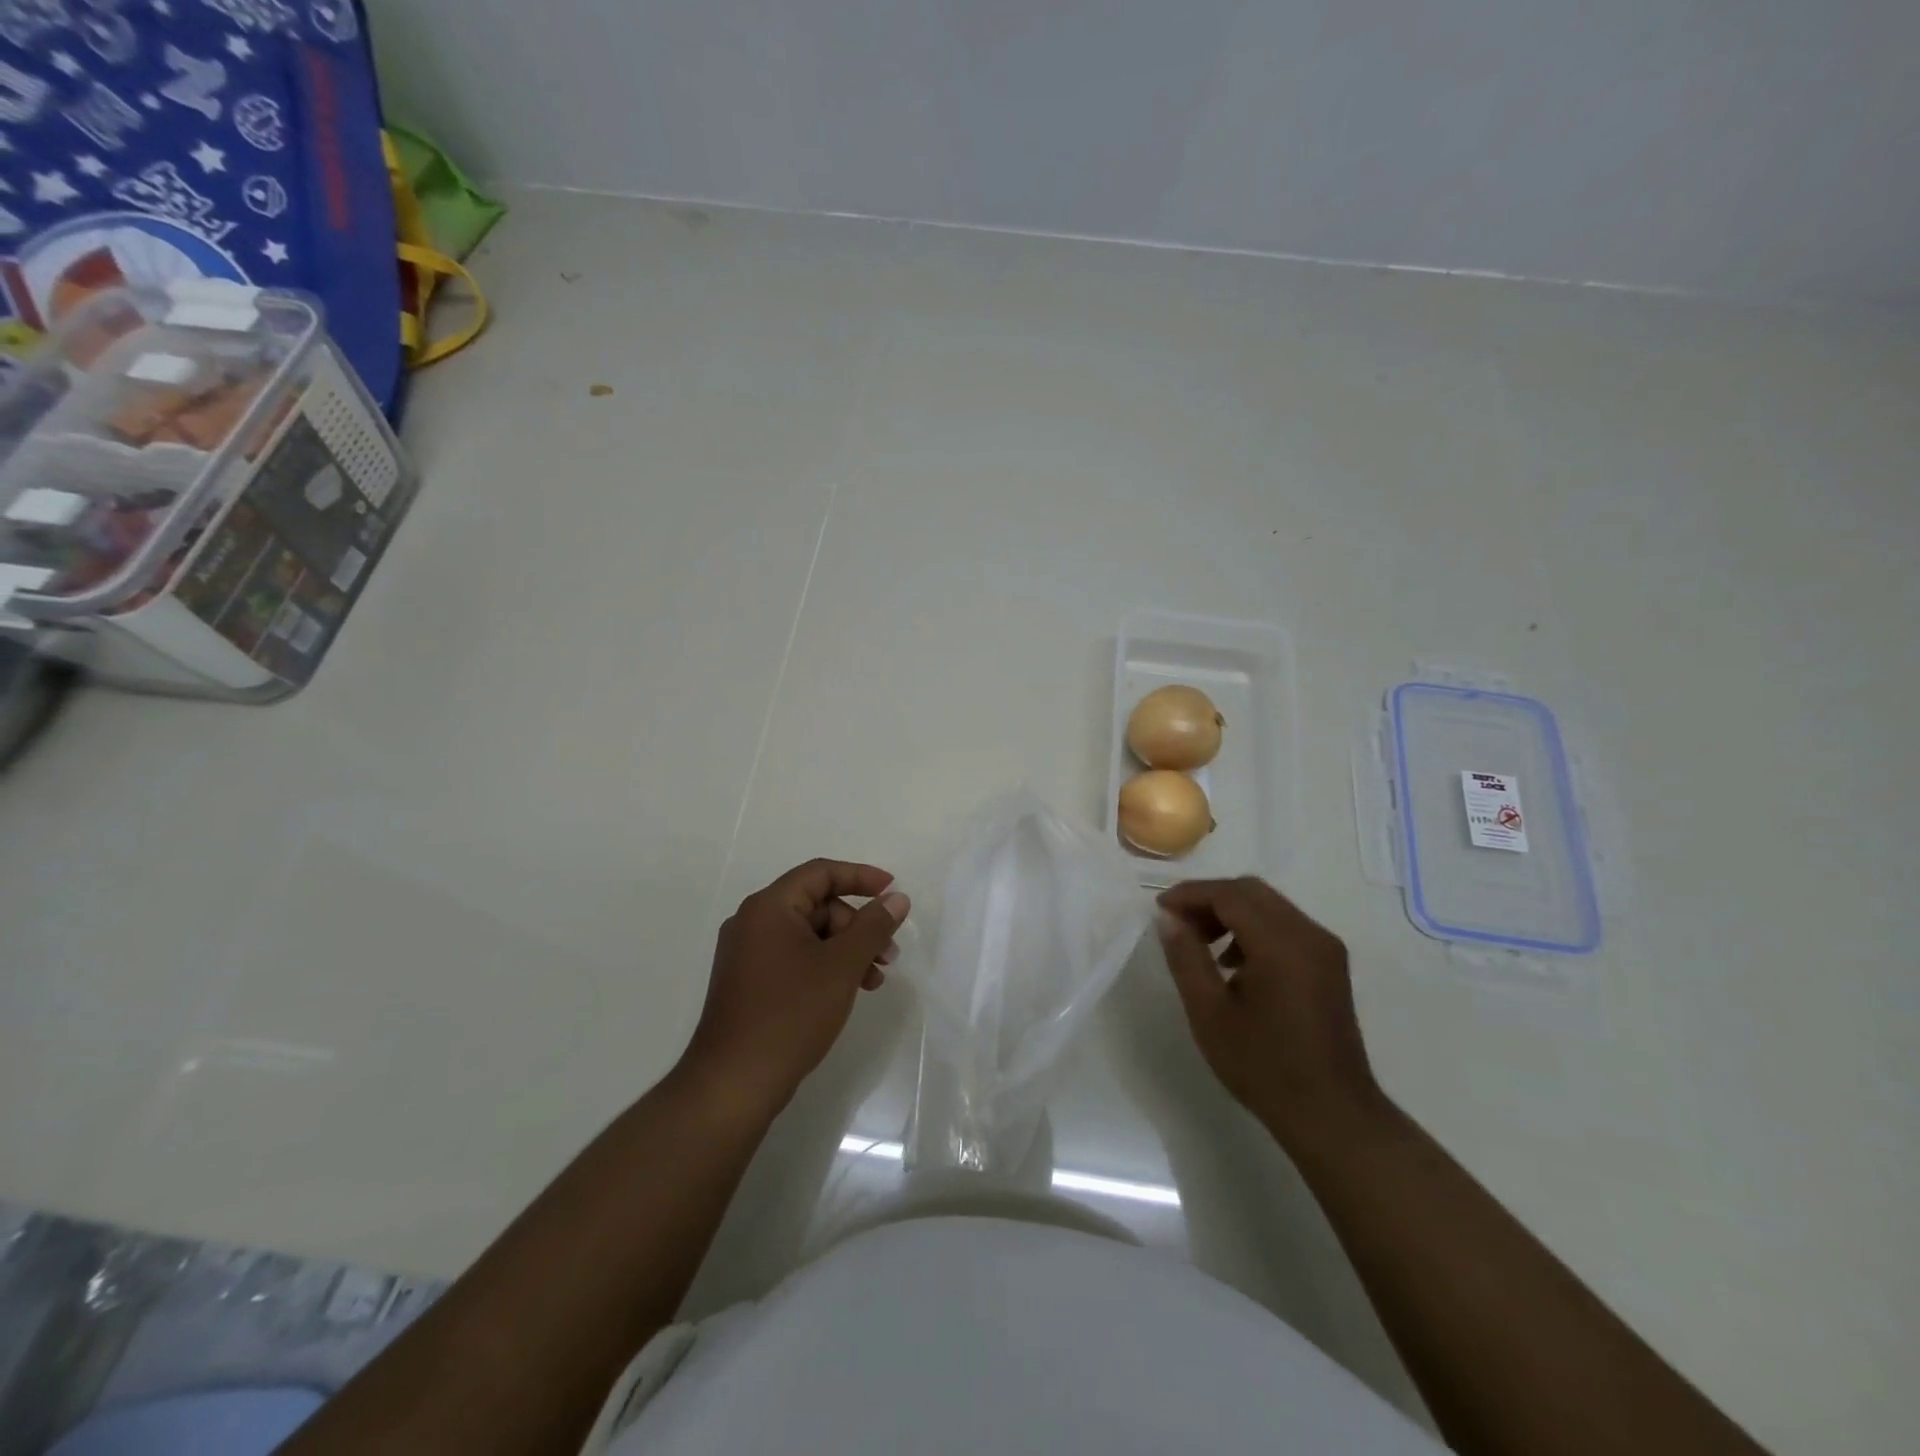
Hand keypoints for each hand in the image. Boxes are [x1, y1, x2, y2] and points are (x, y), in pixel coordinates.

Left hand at [681, 859, 908, 1119]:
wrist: (733, 1084)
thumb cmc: (790, 1014)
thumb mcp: (841, 966)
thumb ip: (873, 926)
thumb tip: (897, 898)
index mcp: (769, 907)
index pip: (820, 873)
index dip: (861, 876)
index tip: (893, 891)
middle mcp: (753, 922)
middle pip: (817, 905)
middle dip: (858, 925)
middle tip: (888, 954)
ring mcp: (747, 954)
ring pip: (809, 935)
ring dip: (846, 949)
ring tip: (874, 980)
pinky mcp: (749, 983)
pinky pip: (795, 958)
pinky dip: (825, 966)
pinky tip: (847, 991)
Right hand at [1157, 877, 1385, 1151]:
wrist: (1331, 1114)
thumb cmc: (1263, 1066)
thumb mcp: (1209, 1012)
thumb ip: (1186, 957)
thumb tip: (1168, 918)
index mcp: (1281, 943)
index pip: (1228, 894)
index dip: (1189, 894)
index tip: (1159, 909)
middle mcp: (1309, 934)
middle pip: (1251, 891)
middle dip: (1209, 899)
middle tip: (1178, 924)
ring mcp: (1325, 948)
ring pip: (1269, 905)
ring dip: (1231, 912)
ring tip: (1201, 945)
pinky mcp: (1330, 964)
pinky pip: (1285, 925)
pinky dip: (1254, 928)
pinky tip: (1234, 964)